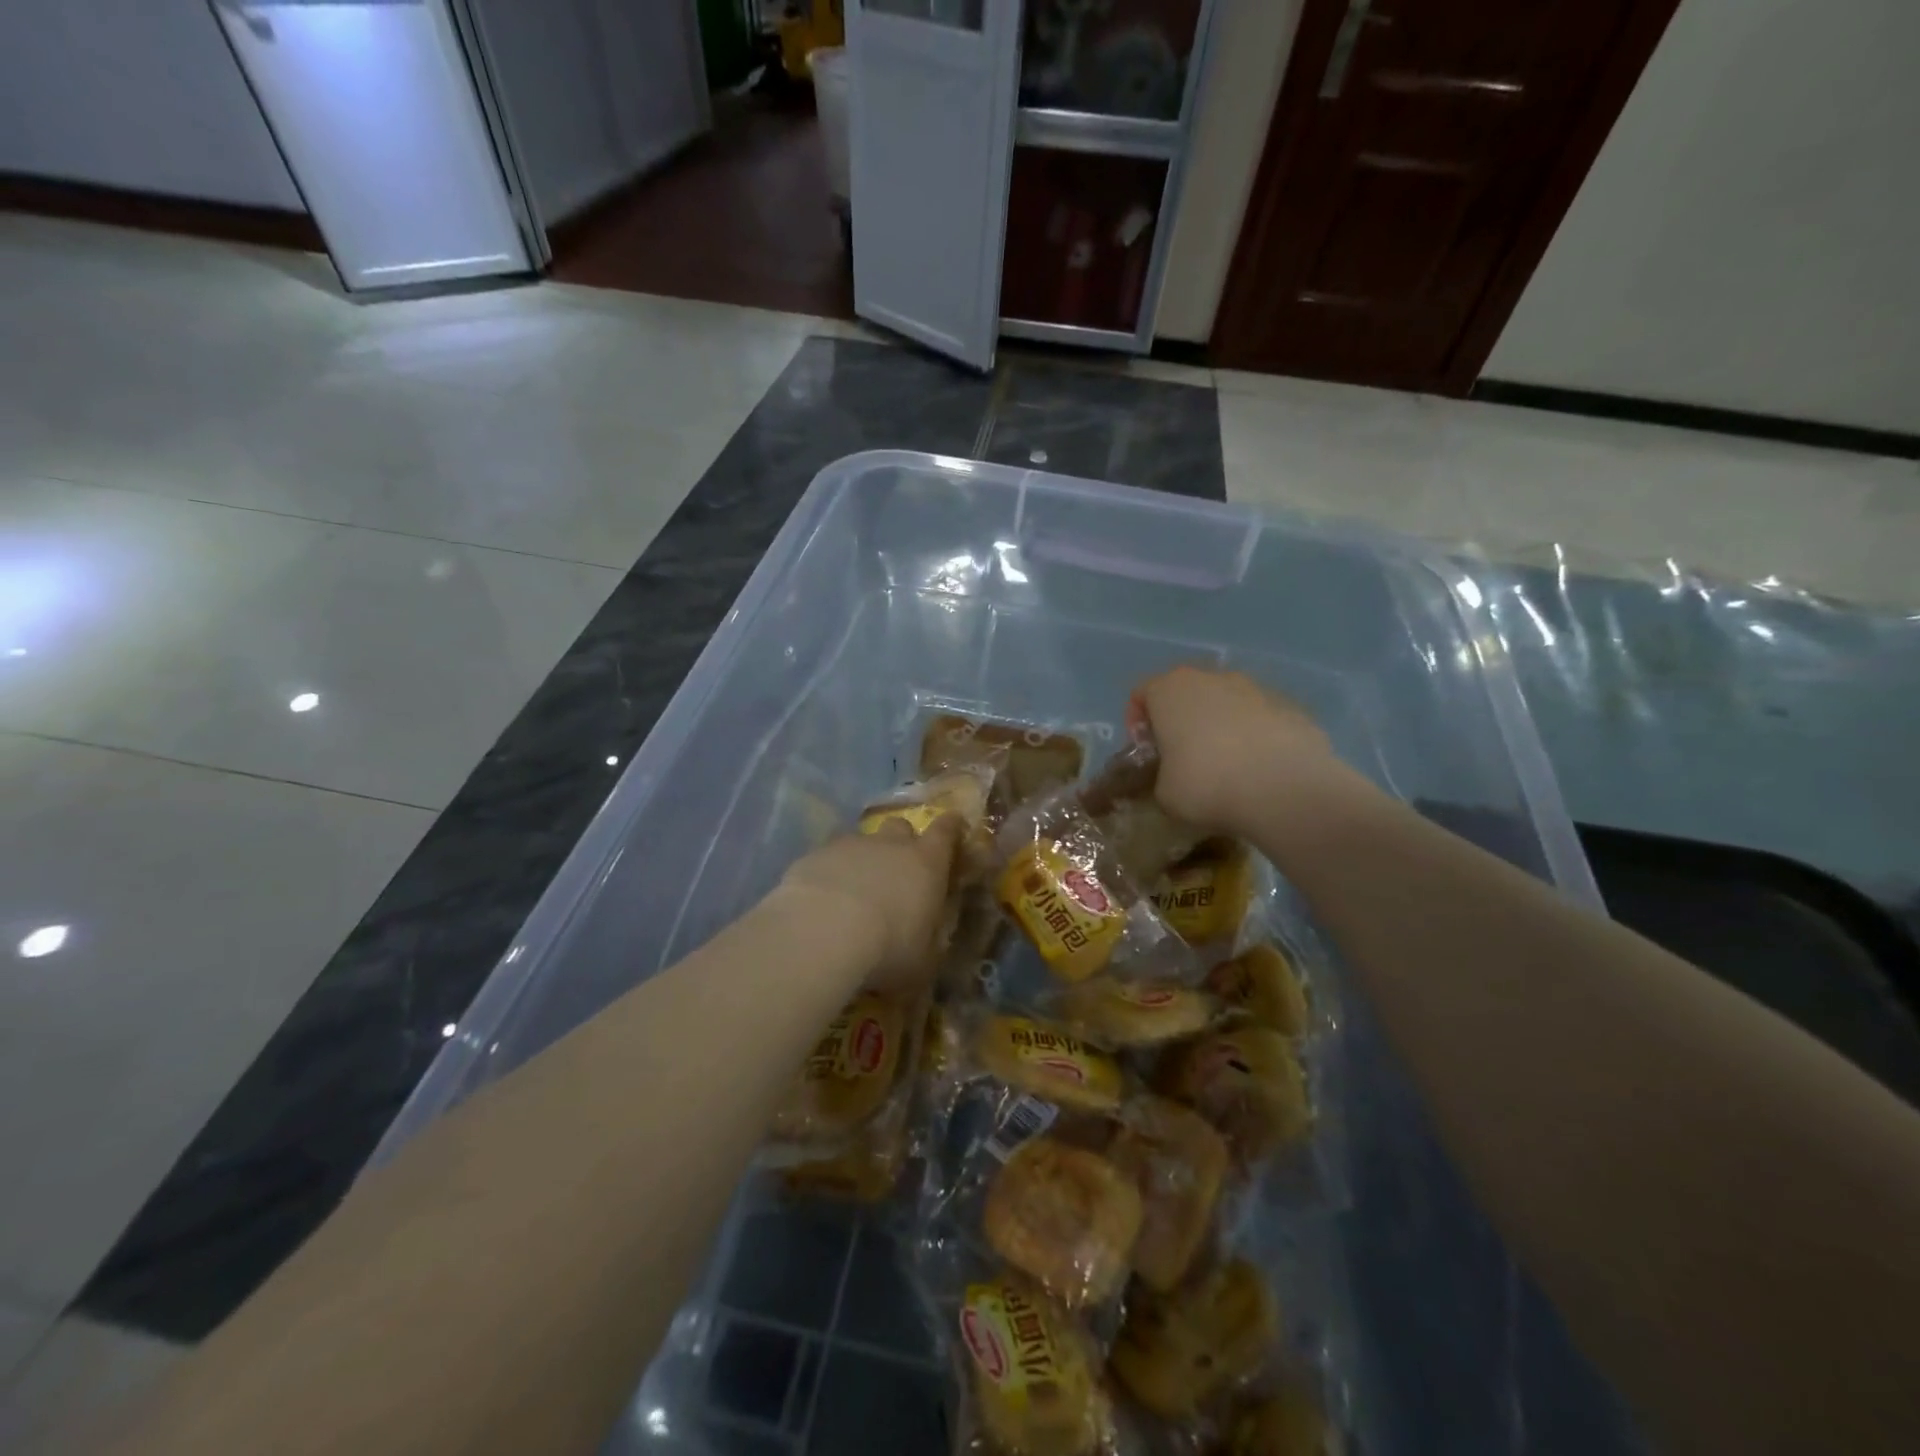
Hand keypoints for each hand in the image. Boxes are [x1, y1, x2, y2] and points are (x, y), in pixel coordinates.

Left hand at [775, 815, 961, 990]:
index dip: (951, 827)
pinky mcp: (813, 856)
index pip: (945, 832)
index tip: (953, 824)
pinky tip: (820, 902)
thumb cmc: (888, 949)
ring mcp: (849, 846)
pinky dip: (829, 875)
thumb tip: (928, 940)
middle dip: (901, 843)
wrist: (822, 934)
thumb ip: (928, 941)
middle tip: (897, 871)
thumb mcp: (923, 960)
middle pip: (901, 827)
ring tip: (852, 894)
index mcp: (926, 863)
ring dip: (862, 861)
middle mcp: (890, 845)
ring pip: (861, 842)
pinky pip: (827, 859)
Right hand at [1129, 667, 1341, 835]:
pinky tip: (1260, 770)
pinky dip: (1256, 737)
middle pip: (1187, 693)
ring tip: (1227, 767)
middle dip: (1182, 720)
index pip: (1142, 693)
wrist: (1285, 789)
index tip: (1146, 751)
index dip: (1137, 722)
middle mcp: (1212, 678)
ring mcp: (1256, 688)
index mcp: (1170, 690)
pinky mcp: (1292, 707)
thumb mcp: (1163, 793)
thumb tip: (1175, 778)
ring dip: (1221, 726)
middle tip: (1182, 757)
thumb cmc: (1206, 785)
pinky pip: (1262, 719)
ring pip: (1228, 702)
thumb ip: (1162, 776)